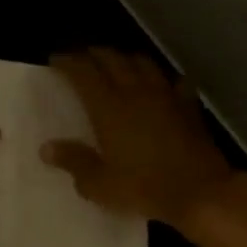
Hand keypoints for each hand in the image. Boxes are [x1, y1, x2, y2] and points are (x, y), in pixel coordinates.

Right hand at [42, 49, 238, 227]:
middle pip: (112, 59)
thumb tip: (46, 148)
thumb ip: (73, 162)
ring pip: (143, 63)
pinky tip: (160, 86)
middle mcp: (136, 92)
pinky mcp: (188, 106)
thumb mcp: (100, 184)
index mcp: (109, 107)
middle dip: (93, 54)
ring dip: (125, 59)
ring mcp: (166, 96)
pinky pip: (174, 82)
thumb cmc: (144, 188)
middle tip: (81, 59)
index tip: (56, 60)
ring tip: (116, 64)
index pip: (84, 72)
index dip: (68, 62)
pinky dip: (162, 79)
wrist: (200, 192)